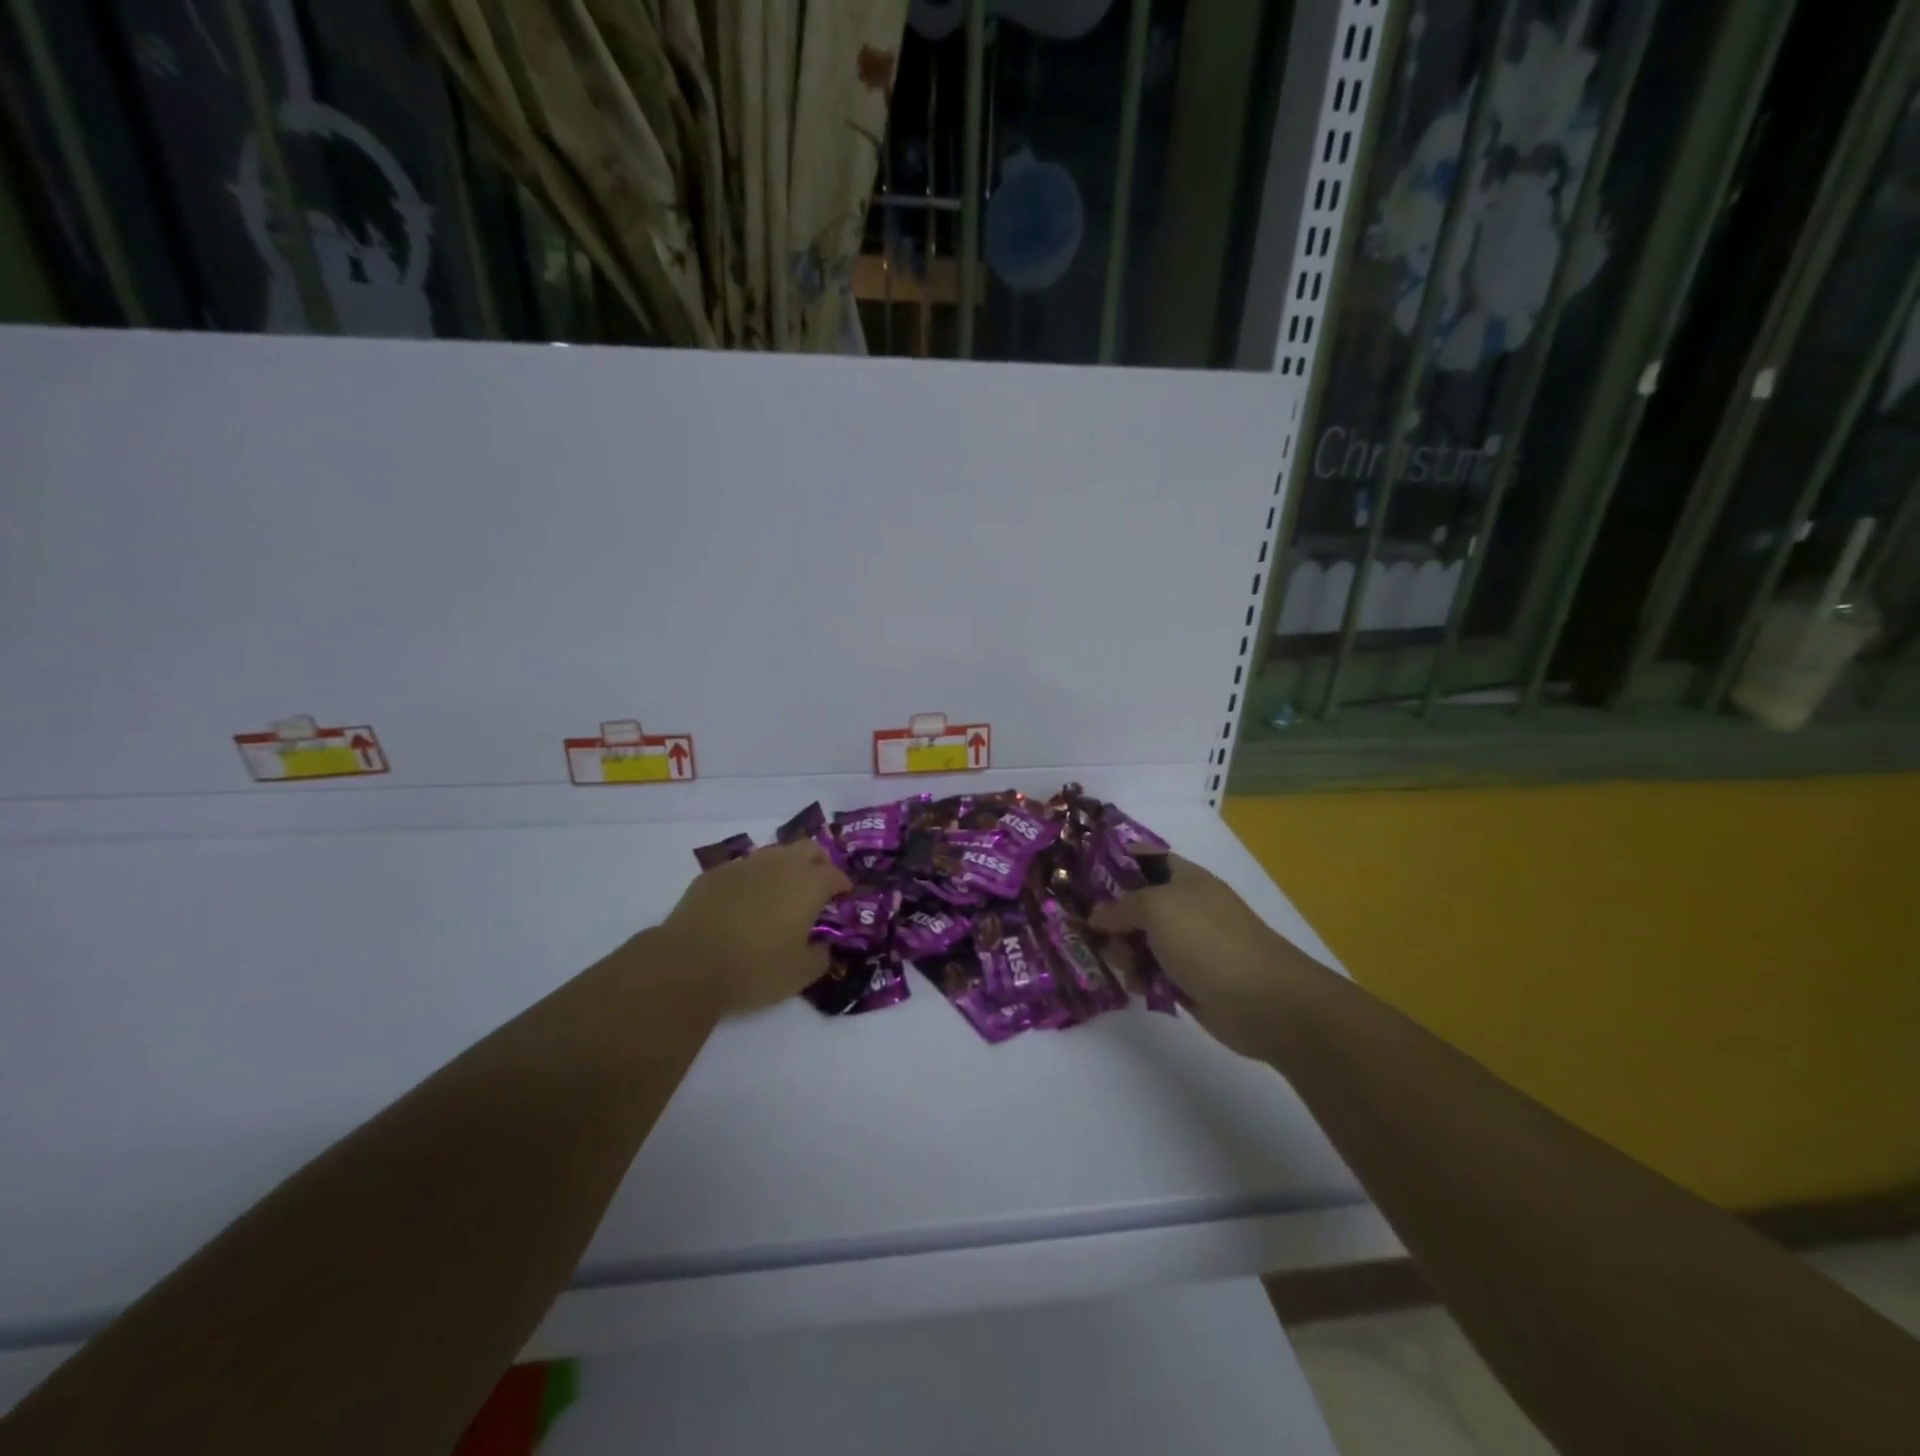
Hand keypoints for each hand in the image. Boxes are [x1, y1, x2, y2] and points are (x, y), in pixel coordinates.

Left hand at [659, 841, 850, 1014]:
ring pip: (775, 853)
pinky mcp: (715, 873)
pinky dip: (753, 879)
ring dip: (785, 868)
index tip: (842, 898)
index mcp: (808, 885)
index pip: (836, 873)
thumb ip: (821, 957)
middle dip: (818, 864)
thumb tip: (823, 947)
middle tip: (816, 888)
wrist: (688, 964)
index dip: (843, 885)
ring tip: (779, 895)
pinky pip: (744, 868)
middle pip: (809, 848)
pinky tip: (744, 903)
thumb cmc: (754, 969)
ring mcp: (745, 865)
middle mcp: (780, 865)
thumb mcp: (800, 975)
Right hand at [1090, 854, 1321, 1055]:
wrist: (1264, 1001)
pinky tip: (1136, 988)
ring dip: (1122, 952)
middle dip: (1109, 917)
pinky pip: (1150, 971)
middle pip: (1133, 903)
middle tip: (1088, 931)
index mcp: (1183, 878)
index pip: (1141, 858)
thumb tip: (1097, 914)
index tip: (1077, 874)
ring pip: (1138, 940)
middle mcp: (1183, 906)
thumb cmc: (1209, 941)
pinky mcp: (1187, 978)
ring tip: (1122, 966)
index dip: (1110, 861)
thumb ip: (1121, 906)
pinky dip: (1139, 978)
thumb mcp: (1158, 908)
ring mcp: (1186, 943)